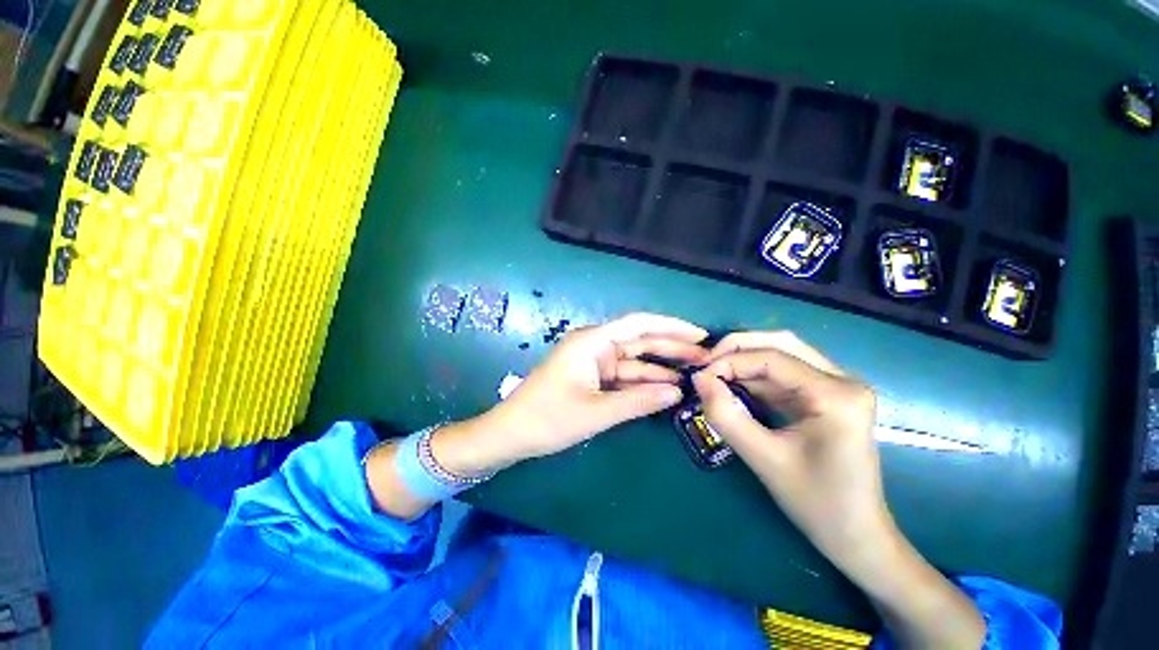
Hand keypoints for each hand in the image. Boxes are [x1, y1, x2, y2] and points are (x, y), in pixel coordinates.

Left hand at [484, 312, 708, 463]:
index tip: (700, 334)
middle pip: (639, 340)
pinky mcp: (592, 378)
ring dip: (660, 367)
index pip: (638, 324)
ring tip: (694, 374)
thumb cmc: (548, 418)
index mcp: (592, 342)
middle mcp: (594, 346)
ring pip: (633, 360)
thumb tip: (677, 393)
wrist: (511, 434)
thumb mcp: (596, 412)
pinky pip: (623, 376)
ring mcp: (593, 362)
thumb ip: (638, 401)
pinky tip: (665, 389)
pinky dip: (642, 383)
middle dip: (671, 347)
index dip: (671, 326)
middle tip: (705, 357)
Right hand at [693, 332, 984, 648]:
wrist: (856, 535)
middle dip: (738, 348)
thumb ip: (725, 415)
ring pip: (783, 353)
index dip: (729, 361)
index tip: (699, 376)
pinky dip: (756, 374)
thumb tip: (698, 378)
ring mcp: (839, 386)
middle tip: (706, 364)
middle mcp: (844, 380)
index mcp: (836, 395)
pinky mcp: (829, 395)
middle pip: (781, 343)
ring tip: (715, 373)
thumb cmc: (816, 503)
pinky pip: (786, 371)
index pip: (772, 359)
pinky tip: (735, 385)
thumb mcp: (763, 458)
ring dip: (745, 359)